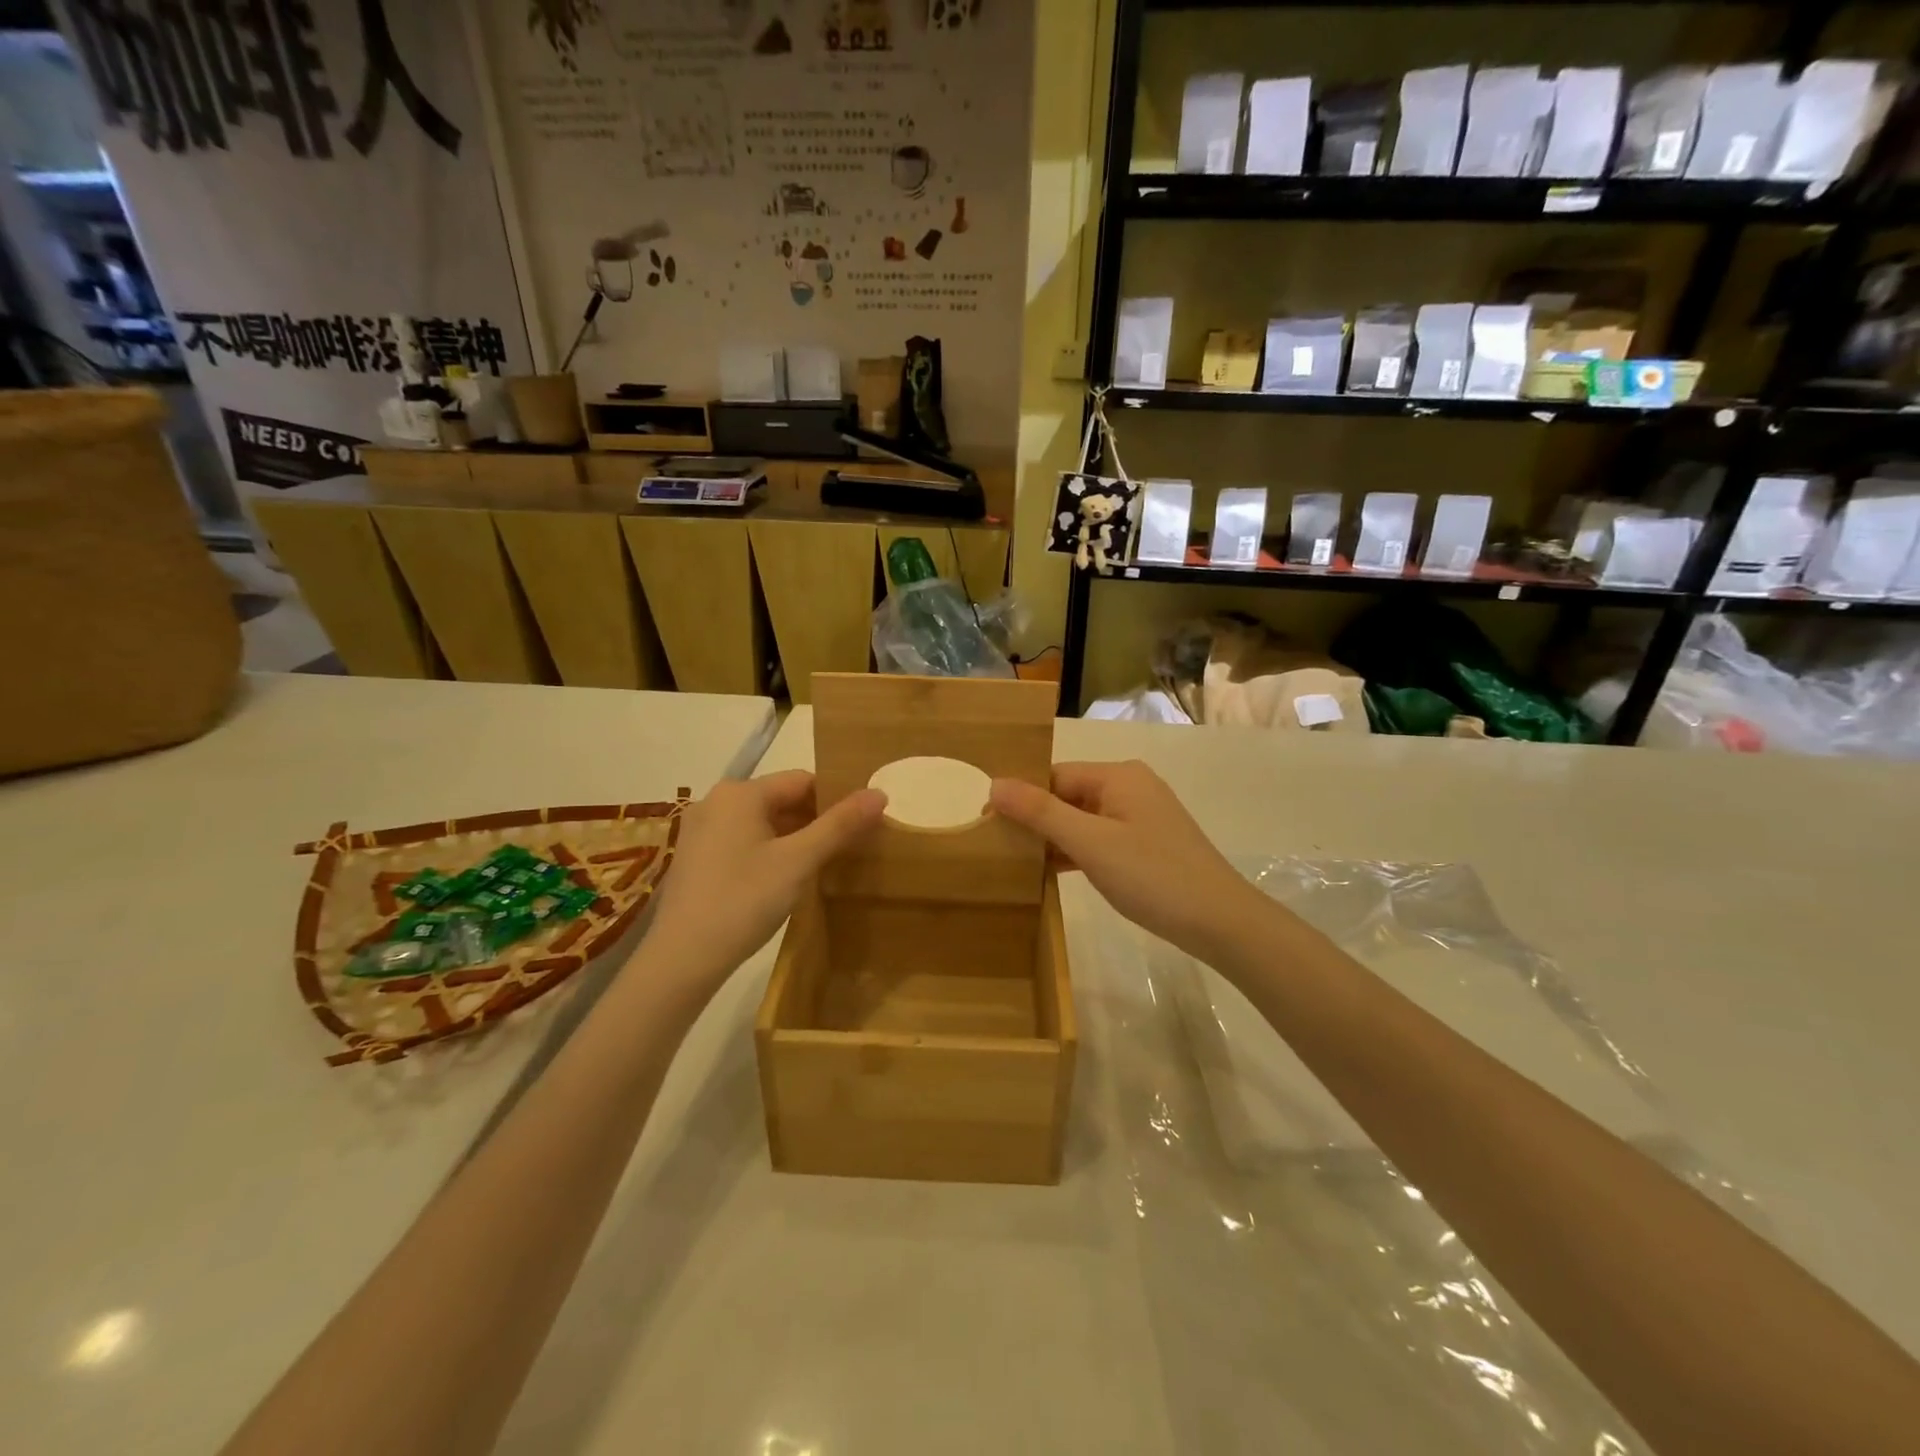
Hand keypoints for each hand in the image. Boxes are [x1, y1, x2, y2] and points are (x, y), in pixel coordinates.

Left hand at [640, 771, 885, 990]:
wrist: (681, 959)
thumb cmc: (743, 901)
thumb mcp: (799, 862)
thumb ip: (839, 825)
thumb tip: (879, 793)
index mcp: (741, 793)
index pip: (803, 780)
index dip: (837, 799)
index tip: (862, 825)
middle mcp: (716, 801)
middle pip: (782, 800)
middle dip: (817, 820)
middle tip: (850, 847)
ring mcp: (701, 830)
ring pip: (763, 823)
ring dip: (795, 838)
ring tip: (825, 864)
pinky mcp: (696, 858)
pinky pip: (744, 841)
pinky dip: (770, 851)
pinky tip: (786, 879)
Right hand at [989, 760, 1270, 961]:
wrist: (1221, 922)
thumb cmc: (1152, 876)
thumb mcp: (1090, 843)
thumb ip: (1041, 812)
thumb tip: (994, 783)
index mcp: (1117, 776)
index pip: (1054, 775)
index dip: (1020, 797)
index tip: (986, 823)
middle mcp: (1130, 787)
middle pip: (1068, 795)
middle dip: (1035, 819)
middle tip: (995, 845)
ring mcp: (1140, 816)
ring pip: (1082, 819)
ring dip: (1053, 838)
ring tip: (1014, 861)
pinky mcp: (1146, 844)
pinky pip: (1099, 838)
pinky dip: (1076, 852)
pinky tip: (1050, 872)